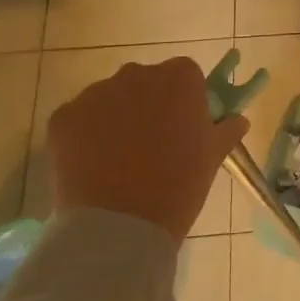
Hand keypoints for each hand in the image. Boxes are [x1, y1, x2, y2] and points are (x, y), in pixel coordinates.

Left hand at [47, 57, 248, 240]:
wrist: (121, 226)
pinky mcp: (62, 118)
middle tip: (153, 143)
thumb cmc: (180, 185)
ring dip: (115, 118)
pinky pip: (78, 119)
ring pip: (109, 99)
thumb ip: (226, 129)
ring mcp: (95, 94)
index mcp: (179, 77)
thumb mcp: (213, 157)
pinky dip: (84, 136)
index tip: (184, 125)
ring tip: (119, 159)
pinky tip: (93, 166)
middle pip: (144, 81)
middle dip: (148, 104)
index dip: (184, 99)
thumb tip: (237, 120)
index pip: (184, 74)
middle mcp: (136, 74)